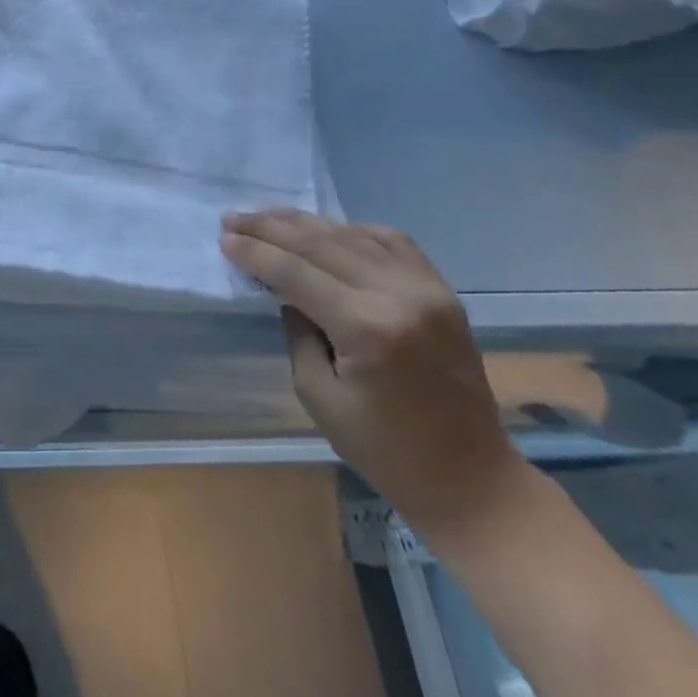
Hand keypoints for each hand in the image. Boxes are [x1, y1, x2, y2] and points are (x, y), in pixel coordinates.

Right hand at [220, 210, 523, 540]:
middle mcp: (398, 295)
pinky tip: (329, 229)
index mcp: (365, 329)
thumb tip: (286, 292)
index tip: (224, 238)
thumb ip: (298, 334)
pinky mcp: (443, 291)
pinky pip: (392, 242)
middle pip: (320, 244)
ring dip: (306, 223)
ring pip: (353, 235)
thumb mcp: (320, 397)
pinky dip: (354, 230)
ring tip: (270, 217)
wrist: (473, 479)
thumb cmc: (386, 451)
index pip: (295, 272)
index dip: (255, 252)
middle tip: (234, 218)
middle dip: (270, 228)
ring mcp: (426, 288)